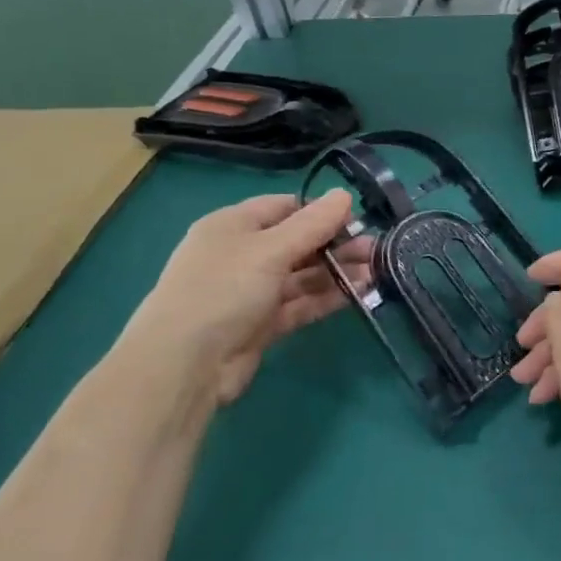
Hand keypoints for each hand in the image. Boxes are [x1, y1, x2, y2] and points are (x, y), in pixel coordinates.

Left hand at [114, 190, 370, 407]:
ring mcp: (251, 291)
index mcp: (233, 226)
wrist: (184, 365)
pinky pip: (300, 303)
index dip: (319, 210)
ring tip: (376, 269)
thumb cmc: (223, 290)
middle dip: (335, 243)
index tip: (356, 218)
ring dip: (337, 271)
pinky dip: (327, 297)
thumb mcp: (270, 250)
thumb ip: (312, 224)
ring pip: (302, 275)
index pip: (283, 207)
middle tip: (375, 247)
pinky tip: (359, 292)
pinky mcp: (262, 325)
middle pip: (297, 242)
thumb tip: (344, 194)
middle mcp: (241, 255)